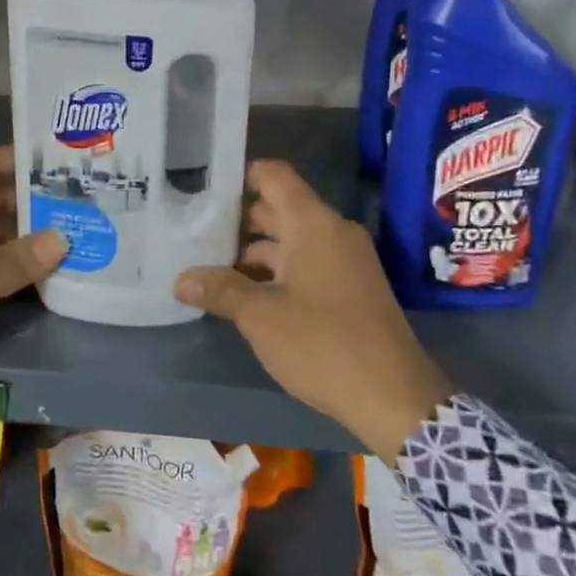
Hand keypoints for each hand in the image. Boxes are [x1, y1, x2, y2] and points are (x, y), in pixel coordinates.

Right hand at [175, 160, 450, 459]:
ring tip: (208, 268)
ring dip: (252, 253)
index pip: (274, 176)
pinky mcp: (349, 289)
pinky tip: (243, 295)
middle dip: (236, 221)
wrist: (396, 399)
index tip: (202, 189)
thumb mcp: (261, 317)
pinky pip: (304, 265)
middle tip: (192, 232)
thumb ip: (220, 290)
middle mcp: (332, 233)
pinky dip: (274, 273)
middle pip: (277, 209)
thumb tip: (180, 279)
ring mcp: (344, 262)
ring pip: (289, 242)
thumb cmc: (323, 344)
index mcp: (314, 224)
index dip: (239, 176)